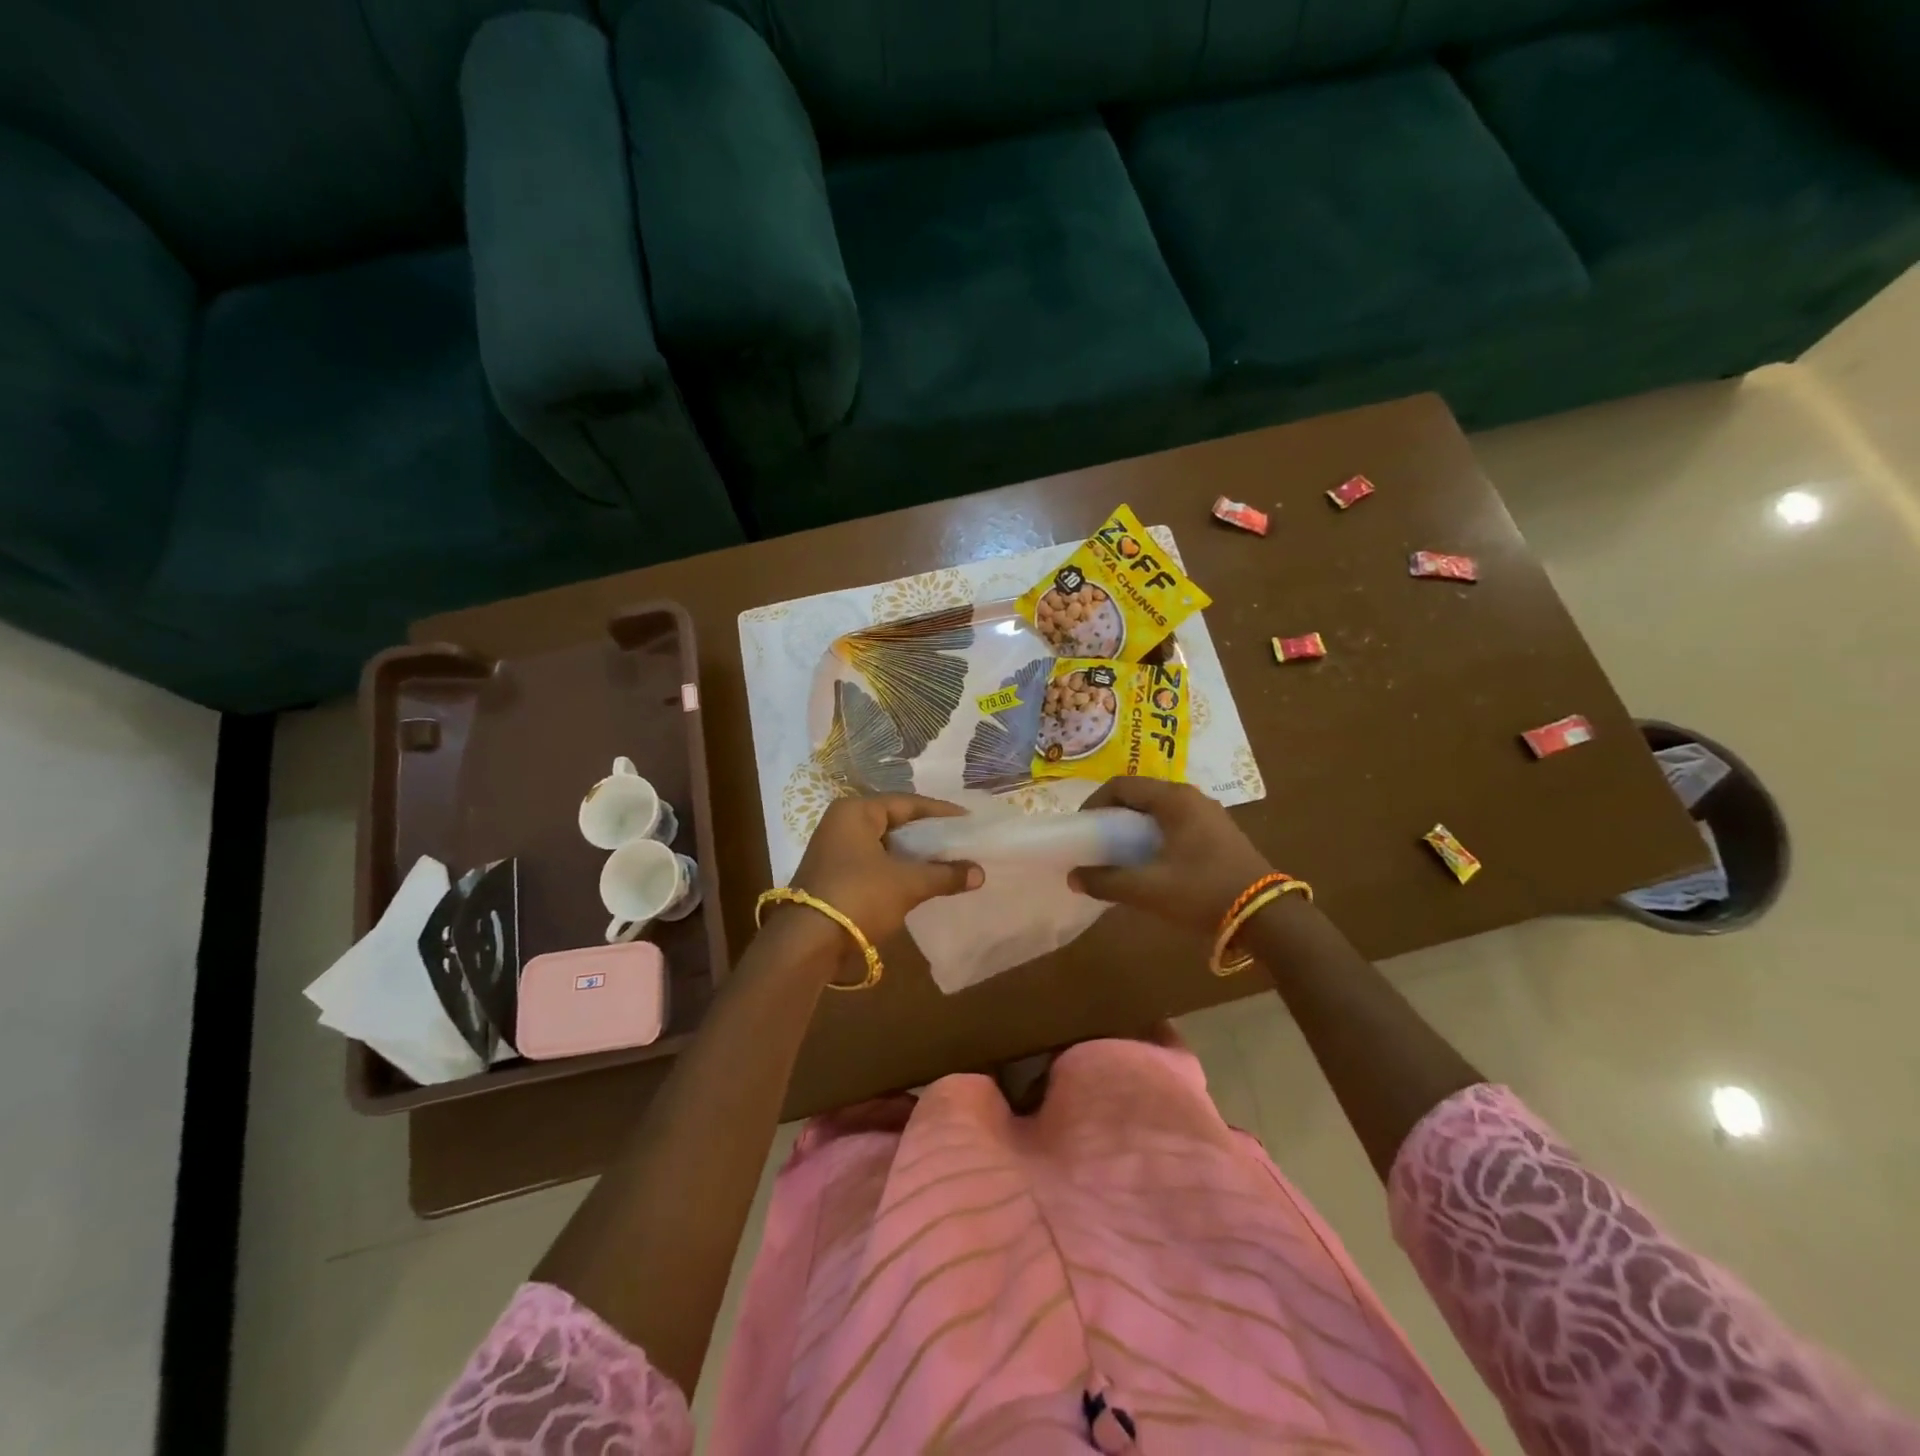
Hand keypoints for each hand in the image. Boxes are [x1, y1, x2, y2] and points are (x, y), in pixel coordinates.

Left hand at [785, 795, 982, 954]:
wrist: (807, 944)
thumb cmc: (859, 896)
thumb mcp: (907, 883)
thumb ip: (945, 874)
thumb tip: (980, 873)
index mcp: (855, 811)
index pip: (907, 803)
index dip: (941, 813)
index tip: (969, 821)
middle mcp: (842, 824)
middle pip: (895, 823)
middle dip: (928, 835)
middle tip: (961, 841)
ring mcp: (835, 851)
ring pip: (885, 845)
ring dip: (914, 856)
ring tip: (947, 862)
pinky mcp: (834, 876)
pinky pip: (875, 864)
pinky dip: (898, 870)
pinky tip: (921, 881)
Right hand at [1068, 778, 1272, 934]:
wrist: (1265, 915)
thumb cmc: (1202, 891)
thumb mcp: (1148, 888)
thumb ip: (1107, 881)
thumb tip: (1074, 876)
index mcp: (1173, 799)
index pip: (1121, 785)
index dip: (1094, 803)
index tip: (1081, 828)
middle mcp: (1191, 796)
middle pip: (1140, 794)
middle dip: (1113, 814)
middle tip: (1096, 840)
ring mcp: (1208, 813)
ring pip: (1158, 808)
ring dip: (1134, 824)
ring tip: (1118, 851)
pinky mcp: (1218, 831)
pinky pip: (1175, 821)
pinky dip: (1154, 833)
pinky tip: (1150, 860)